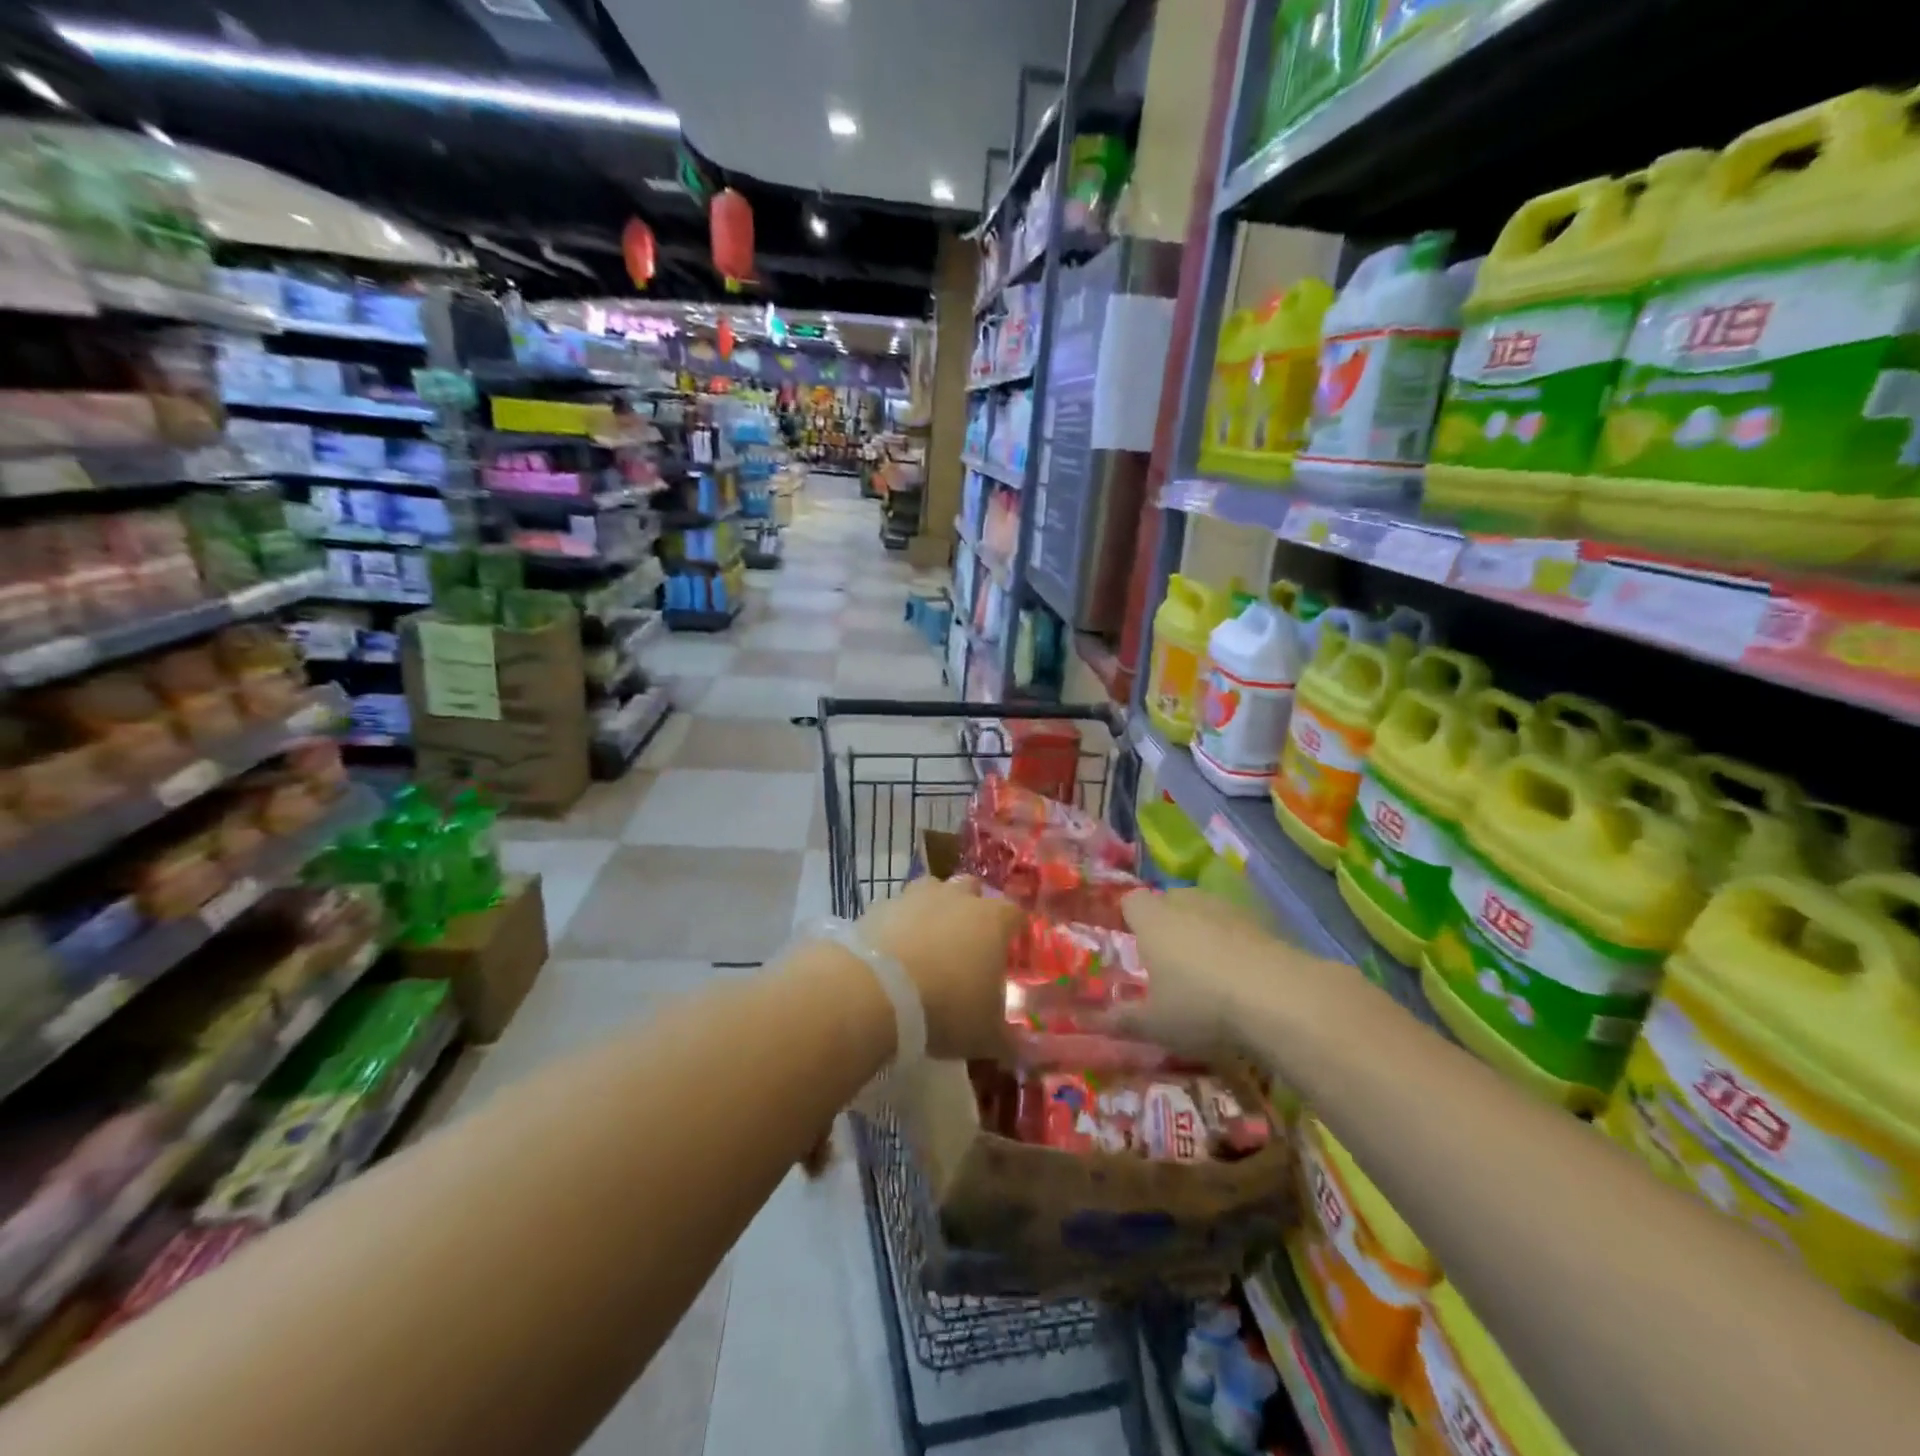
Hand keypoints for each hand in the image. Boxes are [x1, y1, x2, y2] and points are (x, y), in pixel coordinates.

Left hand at [857, 875, 1022, 1058]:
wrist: (875, 991)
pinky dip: (901, 924)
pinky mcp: (881, 905)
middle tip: (969, 946)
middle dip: (974, 911)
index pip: (1016, 914)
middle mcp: (958, 897)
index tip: (1011, 954)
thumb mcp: (987, 1037)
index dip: (1015, 933)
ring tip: (929, 944)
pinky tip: (895, 952)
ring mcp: (917, 896)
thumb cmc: (946, 1008)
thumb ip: (1012, 1040)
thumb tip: (1030, 1052)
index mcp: (993, 920)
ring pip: (934, 891)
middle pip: (974, 891)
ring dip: (935, 911)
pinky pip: (899, 909)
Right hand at [1119, 888, 1290, 1057]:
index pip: (1131, 901)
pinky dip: (1235, 944)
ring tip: (1207, 969)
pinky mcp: (1264, 924)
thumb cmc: (1201, 1005)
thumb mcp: (1155, 1024)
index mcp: (1153, 920)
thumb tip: (1099, 1021)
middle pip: (1170, 901)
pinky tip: (1242, 977)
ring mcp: (1229, 910)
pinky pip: (1238, 928)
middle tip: (1167, 959)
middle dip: (1166, 922)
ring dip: (1203, 931)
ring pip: (1206, 911)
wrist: (1281, 999)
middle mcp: (1188, 904)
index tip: (1131, 942)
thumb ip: (1125, 1020)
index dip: (1129, 918)